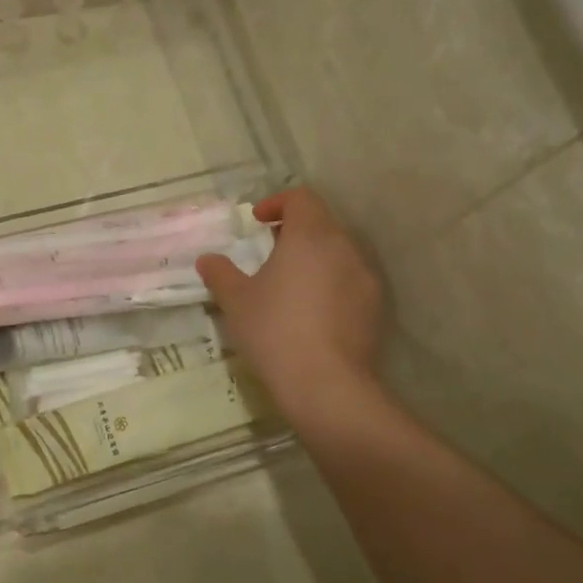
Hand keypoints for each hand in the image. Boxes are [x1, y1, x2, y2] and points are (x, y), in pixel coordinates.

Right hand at [197, 189, 385, 419]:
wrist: (326, 385)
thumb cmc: (275, 330)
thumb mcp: (236, 301)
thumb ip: (220, 274)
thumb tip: (207, 260)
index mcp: (310, 235)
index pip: (301, 197)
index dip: (278, 202)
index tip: (257, 221)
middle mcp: (344, 247)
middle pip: (322, 222)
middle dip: (295, 230)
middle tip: (269, 250)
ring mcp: (365, 277)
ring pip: (338, 252)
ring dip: (314, 257)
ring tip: (289, 283)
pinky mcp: (375, 307)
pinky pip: (350, 281)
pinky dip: (330, 283)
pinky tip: (311, 312)